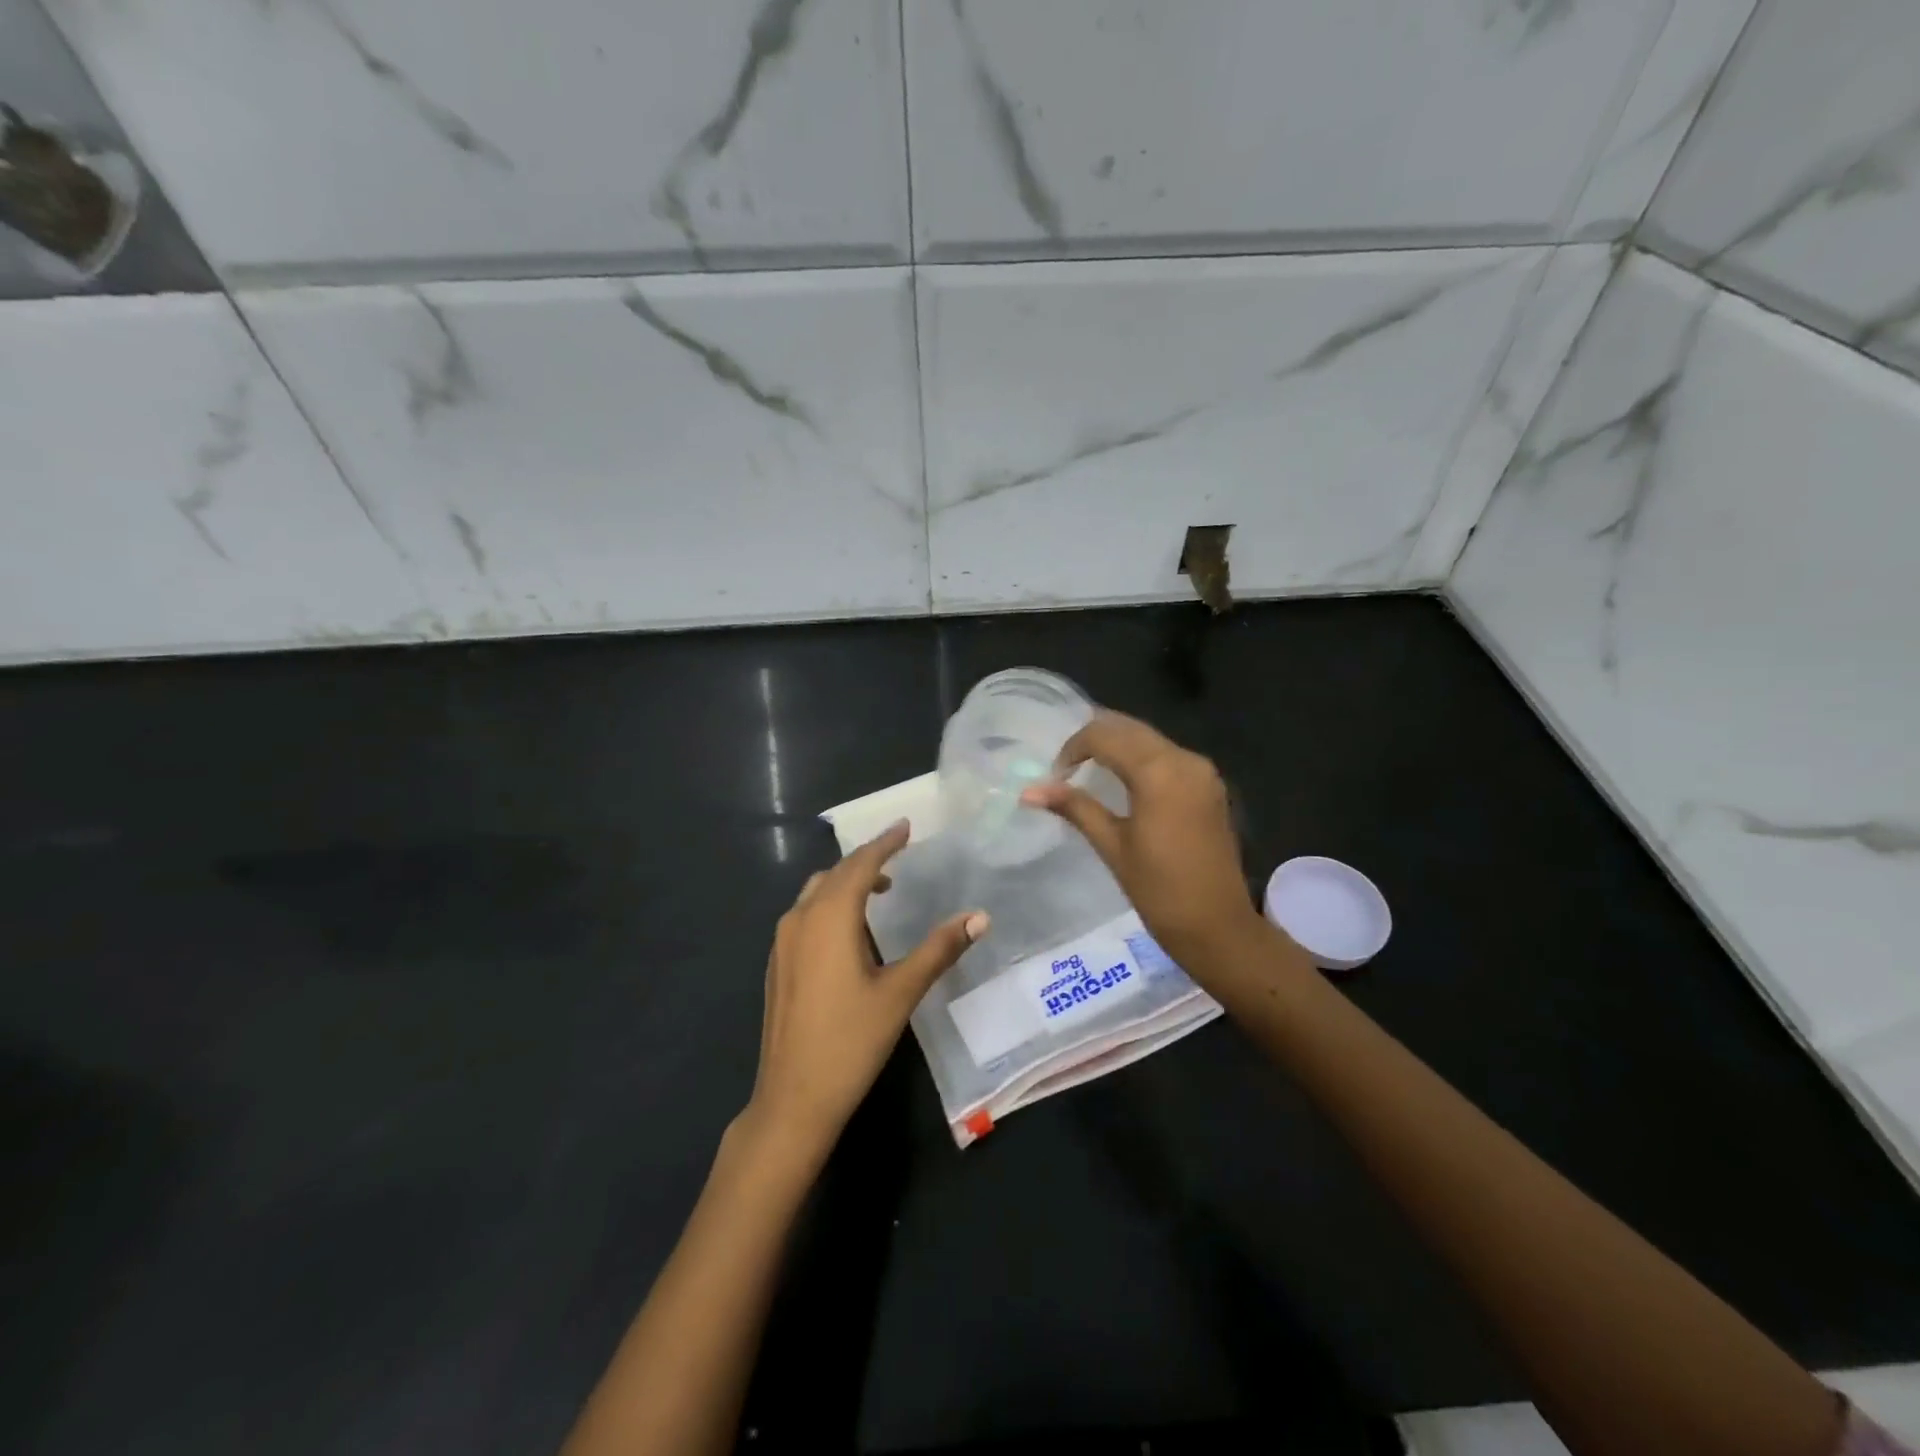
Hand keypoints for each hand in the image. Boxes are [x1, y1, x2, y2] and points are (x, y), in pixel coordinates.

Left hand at [744, 821, 986, 1156]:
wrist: (792, 1099)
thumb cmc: (850, 1041)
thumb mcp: (901, 992)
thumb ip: (939, 950)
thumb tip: (979, 917)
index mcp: (829, 918)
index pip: (861, 865)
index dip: (885, 843)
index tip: (905, 826)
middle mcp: (800, 920)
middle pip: (836, 874)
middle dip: (867, 860)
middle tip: (899, 854)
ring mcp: (783, 943)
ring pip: (816, 893)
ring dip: (847, 883)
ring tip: (881, 889)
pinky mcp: (778, 964)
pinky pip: (805, 915)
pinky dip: (830, 904)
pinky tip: (851, 930)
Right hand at [1021, 712, 1265, 973]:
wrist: (1218, 927)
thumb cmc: (1159, 890)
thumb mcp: (1112, 846)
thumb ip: (1074, 807)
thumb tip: (1028, 791)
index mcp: (1158, 772)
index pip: (1105, 736)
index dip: (1073, 748)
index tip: (1055, 777)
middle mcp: (1184, 759)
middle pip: (1130, 729)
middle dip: (1094, 739)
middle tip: (1067, 767)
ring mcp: (1202, 771)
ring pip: (1150, 739)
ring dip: (1118, 745)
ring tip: (1089, 770)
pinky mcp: (1210, 785)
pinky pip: (1168, 755)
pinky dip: (1141, 758)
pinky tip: (1124, 780)